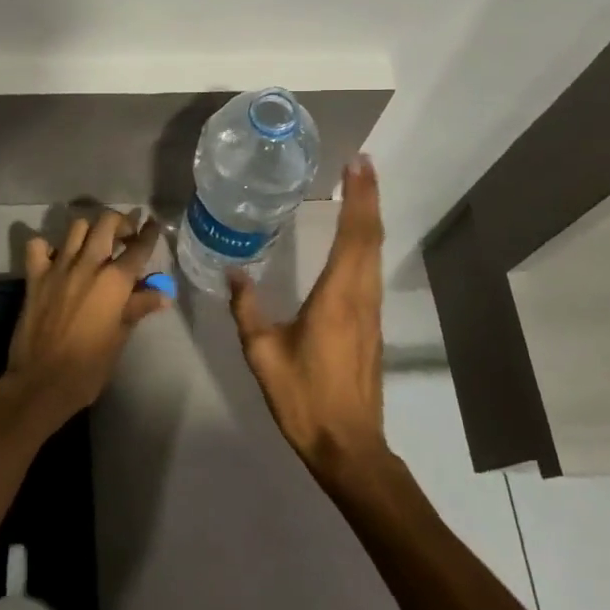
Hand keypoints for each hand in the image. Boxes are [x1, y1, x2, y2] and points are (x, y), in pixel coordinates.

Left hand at [4, 209, 169, 427]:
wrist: (41, 382)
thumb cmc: (88, 366)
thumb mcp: (120, 338)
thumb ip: (138, 308)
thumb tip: (162, 294)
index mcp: (114, 281)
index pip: (139, 247)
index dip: (149, 233)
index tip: (154, 224)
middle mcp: (88, 265)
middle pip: (106, 223)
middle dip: (121, 222)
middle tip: (125, 236)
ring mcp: (58, 267)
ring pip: (76, 227)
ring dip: (89, 230)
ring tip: (94, 245)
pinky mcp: (34, 276)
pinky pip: (38, 246)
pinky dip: (47, 246)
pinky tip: (56, 258)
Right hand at [230, 157, 386, 482]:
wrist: (348, 445)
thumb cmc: (303, 397)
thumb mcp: (263, 353)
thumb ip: (248, 310)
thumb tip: (235, 273)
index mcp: (338, 297)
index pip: (355, 236)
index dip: (359, 197)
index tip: (358, 164)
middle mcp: (361, 296)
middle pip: (371, 237)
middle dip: (369, 197)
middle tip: (361, 164)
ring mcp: (371, 311)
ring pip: (375, 253)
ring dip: (370, 217)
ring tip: (360, 189)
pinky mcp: (371, 325)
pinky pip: (372, 270)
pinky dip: (367, 242)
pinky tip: (356, 239)